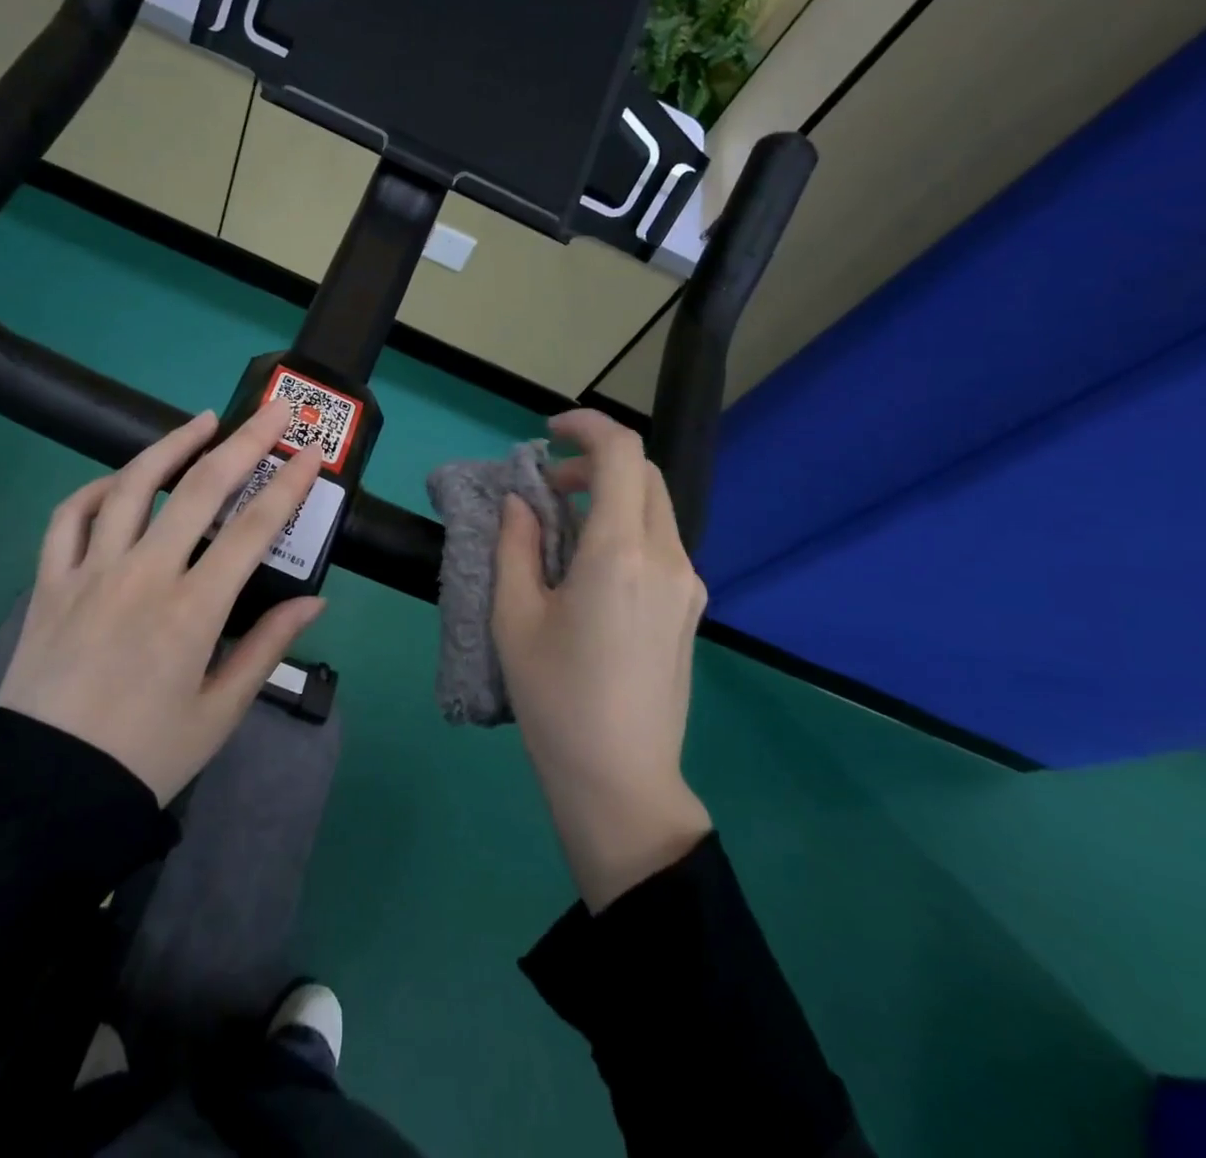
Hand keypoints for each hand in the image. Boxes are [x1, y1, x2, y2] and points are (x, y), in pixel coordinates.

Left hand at [0, 401, 326, 804]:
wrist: (46, 792)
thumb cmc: (146, 757)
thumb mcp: (220, 711)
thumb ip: (266, 647)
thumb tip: (314, 601)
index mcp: (192, 612)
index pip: (253, 529)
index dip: (288, 484)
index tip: (312, 452)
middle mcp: (142, 577)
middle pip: (200, 490)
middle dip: (243, 442)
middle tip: (271, 410)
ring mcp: (89, 574)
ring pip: (131, 488)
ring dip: (170, 446)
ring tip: (201, 421)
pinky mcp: (49, 584)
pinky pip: (68, 518)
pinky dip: (95, 490)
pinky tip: (120, 482)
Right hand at [494, 409, 713, 910]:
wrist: (620, 780)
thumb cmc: (555, 698)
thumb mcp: (515, 617)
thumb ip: (515, 545)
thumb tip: (520, 501)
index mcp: (620, 553)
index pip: (621, 453)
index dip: (587, 426)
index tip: (548, 433)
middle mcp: (667, 558)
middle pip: (643, 474)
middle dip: (595, 462)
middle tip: (547, 487)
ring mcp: (688, 584)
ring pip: (655, 508)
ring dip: (610, 496)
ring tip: (561, 527)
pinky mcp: (690, 608)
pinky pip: (661, 543)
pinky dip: (624, 527)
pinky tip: (590, 566)